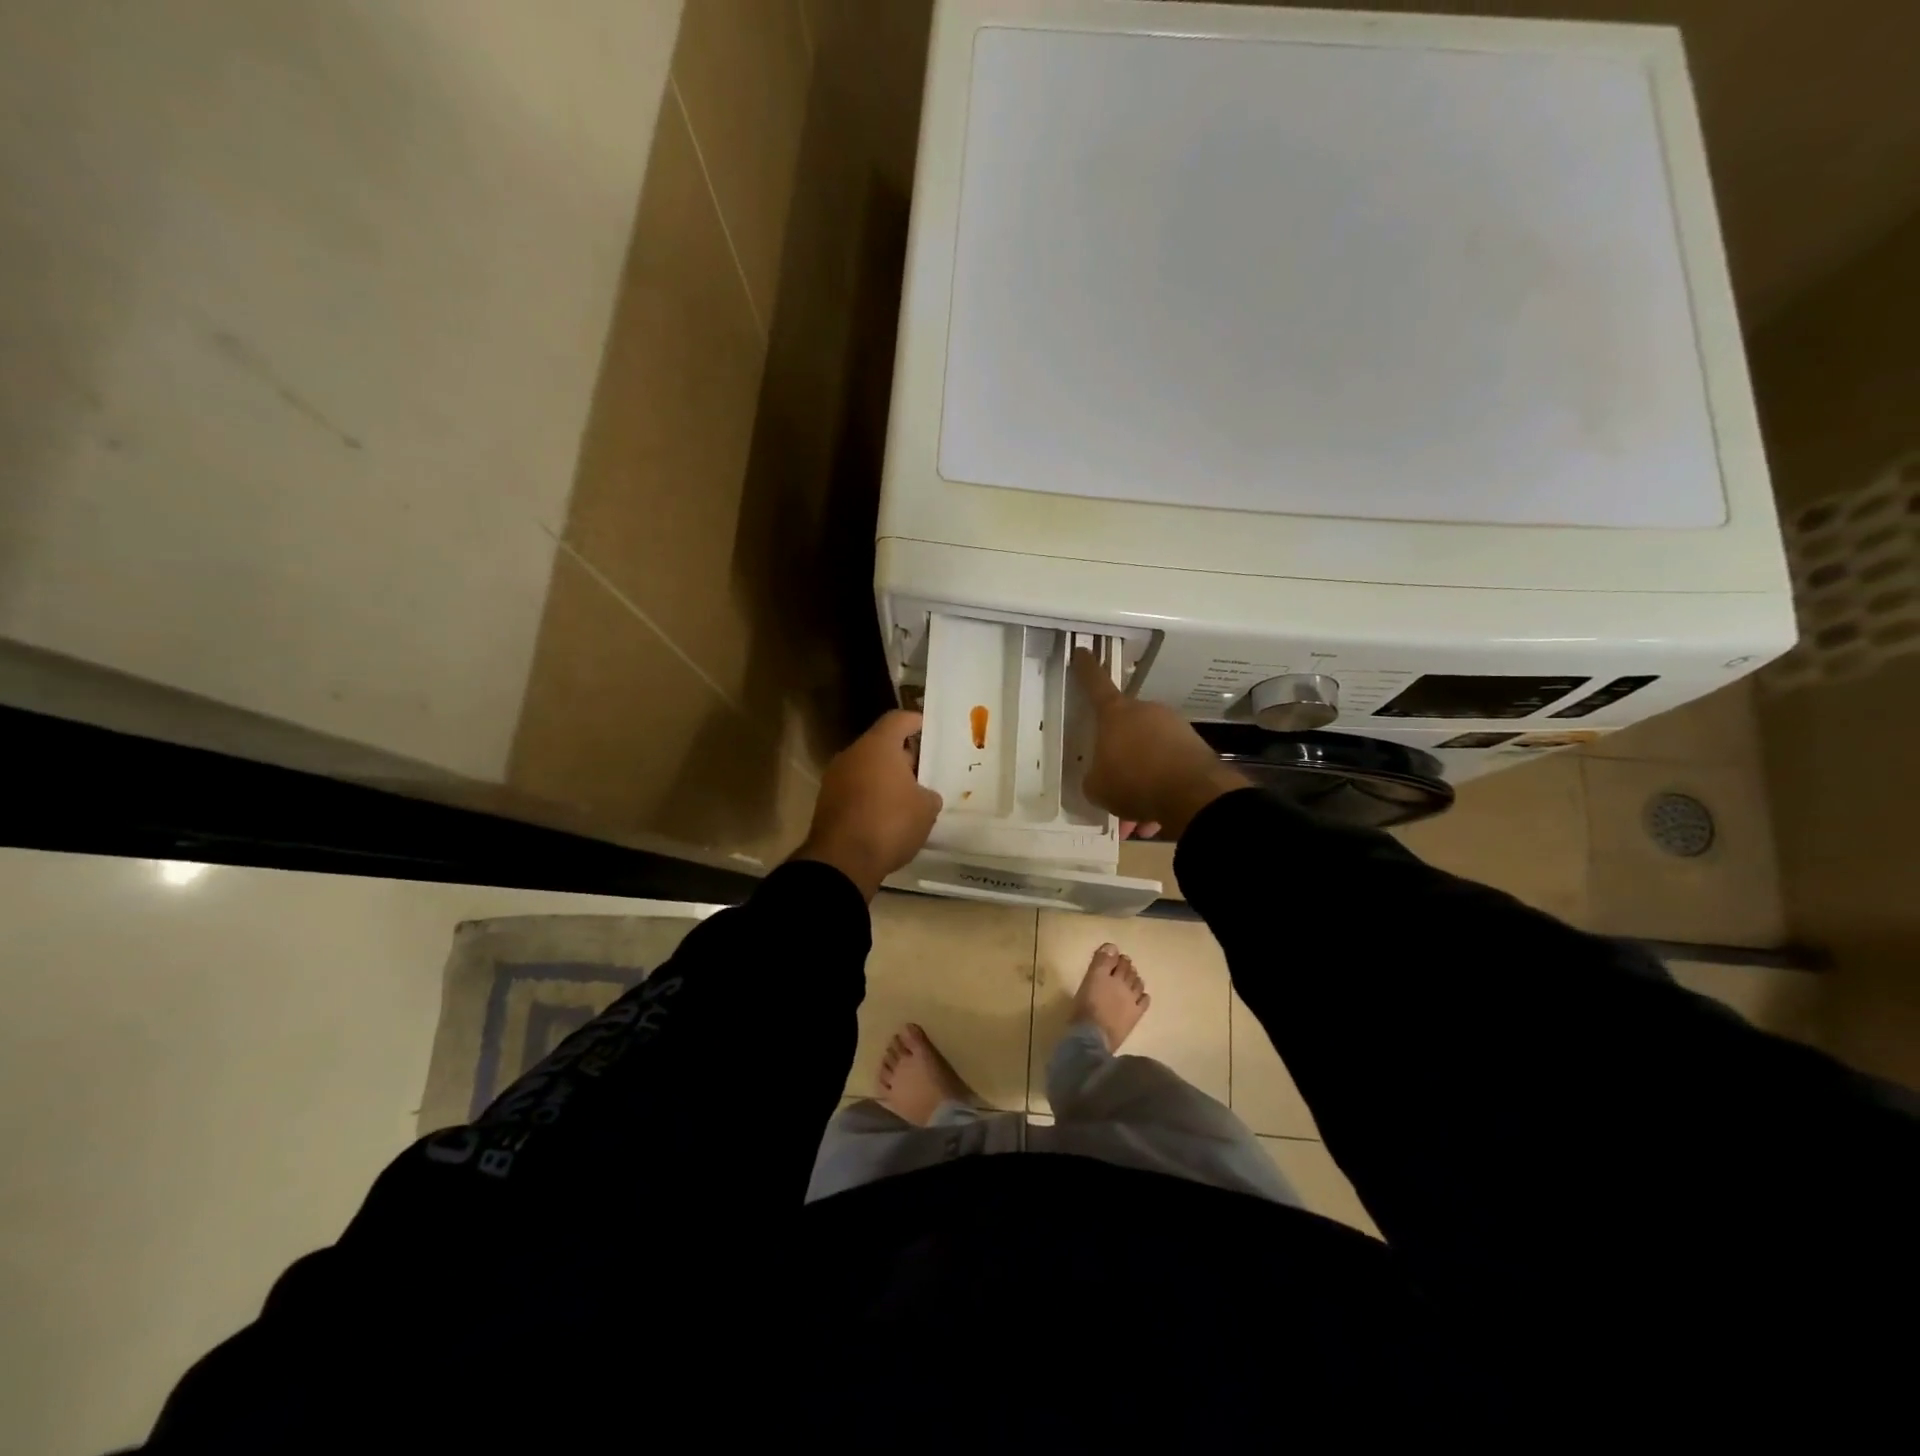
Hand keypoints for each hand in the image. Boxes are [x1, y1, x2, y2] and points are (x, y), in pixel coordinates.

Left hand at [792, 709, 942, 900]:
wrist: (842, 861)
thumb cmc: (890, 823)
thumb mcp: (925, 809)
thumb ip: (928, 794)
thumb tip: (923, 795)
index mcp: (878, 746)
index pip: (898, 719)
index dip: (915, 721)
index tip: (929, 729)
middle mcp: (852, 754)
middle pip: (880, 745)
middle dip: (903, 756)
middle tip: (924, 772)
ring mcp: (834, 778)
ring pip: (866, 769)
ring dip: (885, 778)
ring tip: (908, 797)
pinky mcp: (826, 802)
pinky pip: (854, 790)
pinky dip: (870, 796)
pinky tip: (886, 816)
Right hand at [1072, 649, 1248, 839]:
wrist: (1193, 795)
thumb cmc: (1133, 782)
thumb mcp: (1097, 787)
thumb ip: (1095, 776)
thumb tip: (1102, 775)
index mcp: (1115, 714)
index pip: (1096, 684)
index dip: (1086, 669)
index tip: (1082, 652)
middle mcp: (1146, 712)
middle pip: (1126, 726)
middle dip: (1120, 751)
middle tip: (1113, 779)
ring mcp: (1174, 727)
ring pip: (1149, 752)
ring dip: (1142, 777)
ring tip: (1137, 813)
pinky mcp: (1196, 747)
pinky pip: (1169, 767)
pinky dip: (1161, 788)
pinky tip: (1157, 817)